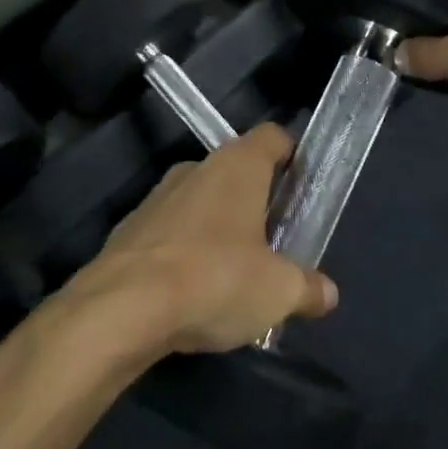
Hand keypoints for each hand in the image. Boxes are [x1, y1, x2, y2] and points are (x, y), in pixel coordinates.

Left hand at [86, 124, 336, 354]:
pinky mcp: (129, 229)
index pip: (273, 137)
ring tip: (233, 276)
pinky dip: (184, 253)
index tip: (302, 188)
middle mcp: (197, 168)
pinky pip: (170, 233)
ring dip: (219, 229)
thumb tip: (327, 294)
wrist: (120, 311)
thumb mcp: (278, 292)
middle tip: (274, 243)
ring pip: (201, 203)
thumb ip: (308, 288)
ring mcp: (157, 196)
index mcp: (238, 165)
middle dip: (257, 203)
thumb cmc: (215, 280)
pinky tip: (191, 294)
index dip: (292, 156)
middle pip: (237, 172)